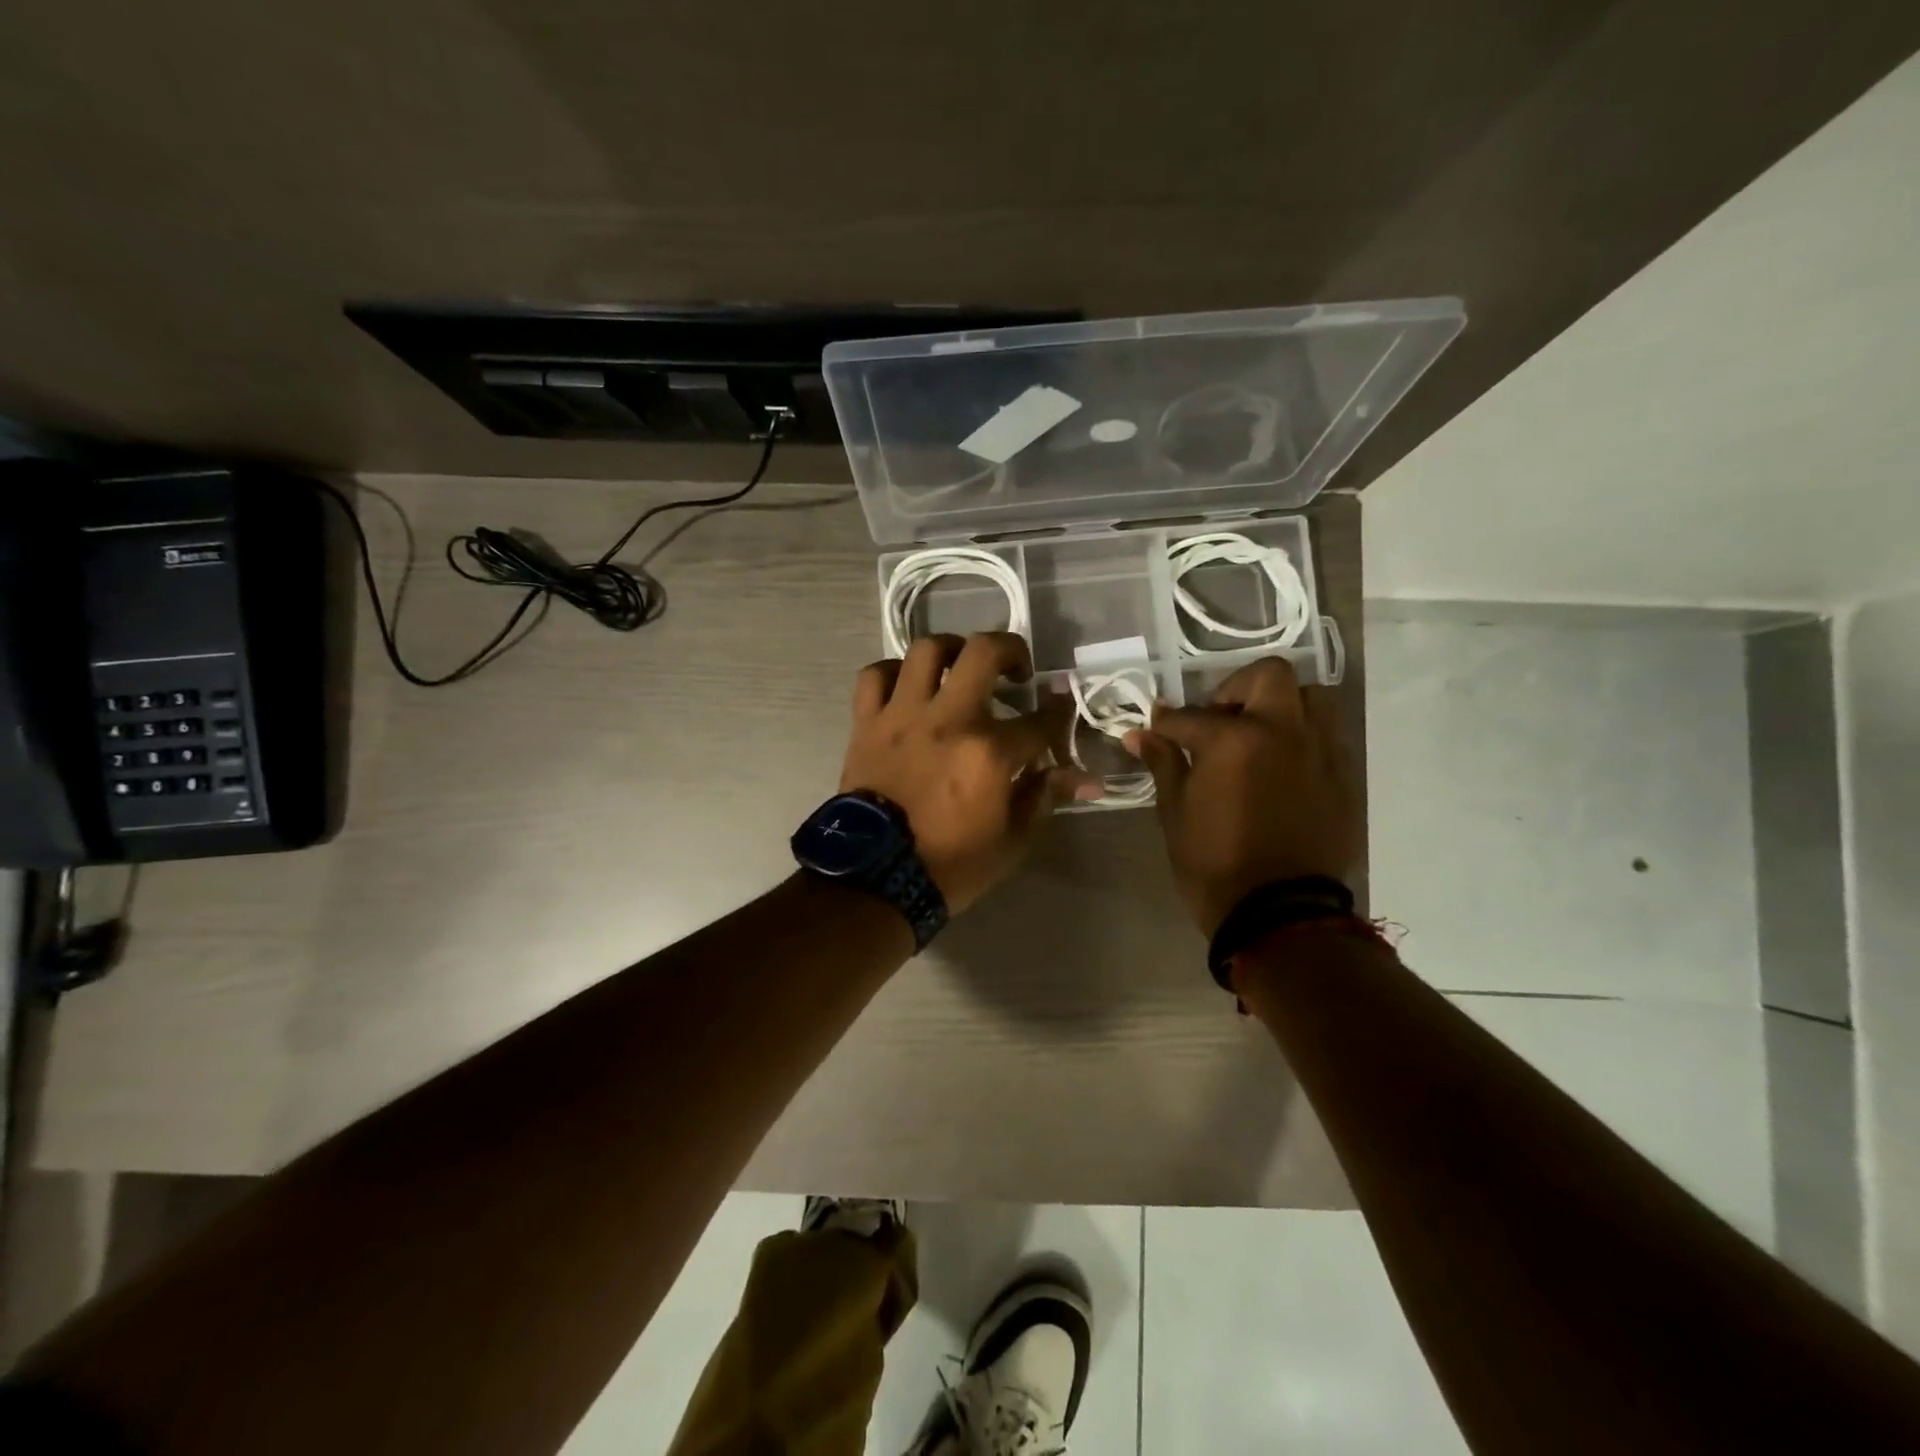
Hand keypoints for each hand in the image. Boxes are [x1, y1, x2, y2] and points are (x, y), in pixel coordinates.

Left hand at [841, 632, 1098, 912]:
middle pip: (984, 652)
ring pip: (927, 650)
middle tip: (1016, 670)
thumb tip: (1084, 778)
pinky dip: (893, 672)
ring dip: (952, 650)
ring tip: (961, 667)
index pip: (1040, 719)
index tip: (1062, 703)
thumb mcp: (1011, 841)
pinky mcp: (867, 722)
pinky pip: (875, 675)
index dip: (1059, 710)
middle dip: (1011, 650)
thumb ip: (1044, 797)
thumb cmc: (950, 865)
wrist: (875, 879)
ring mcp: (903, 715)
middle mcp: (949, 719)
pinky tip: (908, 686)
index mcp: (990, 753)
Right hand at [1124, 656, 1358, 936]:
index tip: (1154, 729)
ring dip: (1279, 706)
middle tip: (1218, 718)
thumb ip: (1163, 764)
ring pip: (1309, 699)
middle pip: (1268, 676)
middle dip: (1236, 688)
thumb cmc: (1214, 864)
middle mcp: (1283, 732)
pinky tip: (1279, 767)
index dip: (1165, 722)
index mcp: (1234, 739)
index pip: (1190, 716)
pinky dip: (1300, 737)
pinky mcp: (1342, 777)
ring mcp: (1320, 752)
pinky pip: (1325, 737)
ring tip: (1256, 737)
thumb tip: (1139, 734)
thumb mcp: (1175, 813)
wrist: (1280, 915)